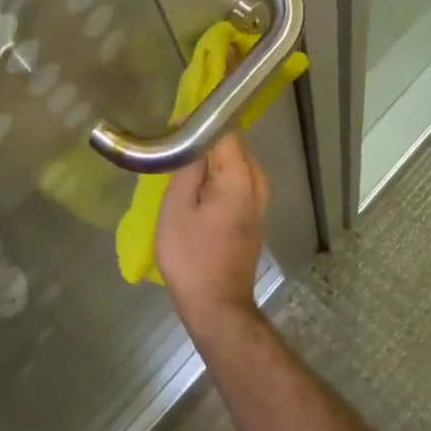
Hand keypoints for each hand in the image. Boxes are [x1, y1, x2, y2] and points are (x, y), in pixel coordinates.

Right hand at [155, 133, 268, 331]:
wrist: (216, 306)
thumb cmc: (190, 256)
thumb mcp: (177, 206)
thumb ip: (187, 165)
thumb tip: (188, 131)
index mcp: (240, 177)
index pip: (226, 131)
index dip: (199, 123)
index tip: (172, 127)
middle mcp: (257, 184)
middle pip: (233, 146)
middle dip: (205, 141)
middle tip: (172, 148)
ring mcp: (259, 203)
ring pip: (236, 164)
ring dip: (211, 161)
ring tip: (180, 168)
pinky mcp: (253, 218)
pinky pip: (238, 182)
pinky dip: (218, 178)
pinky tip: (196, 189)